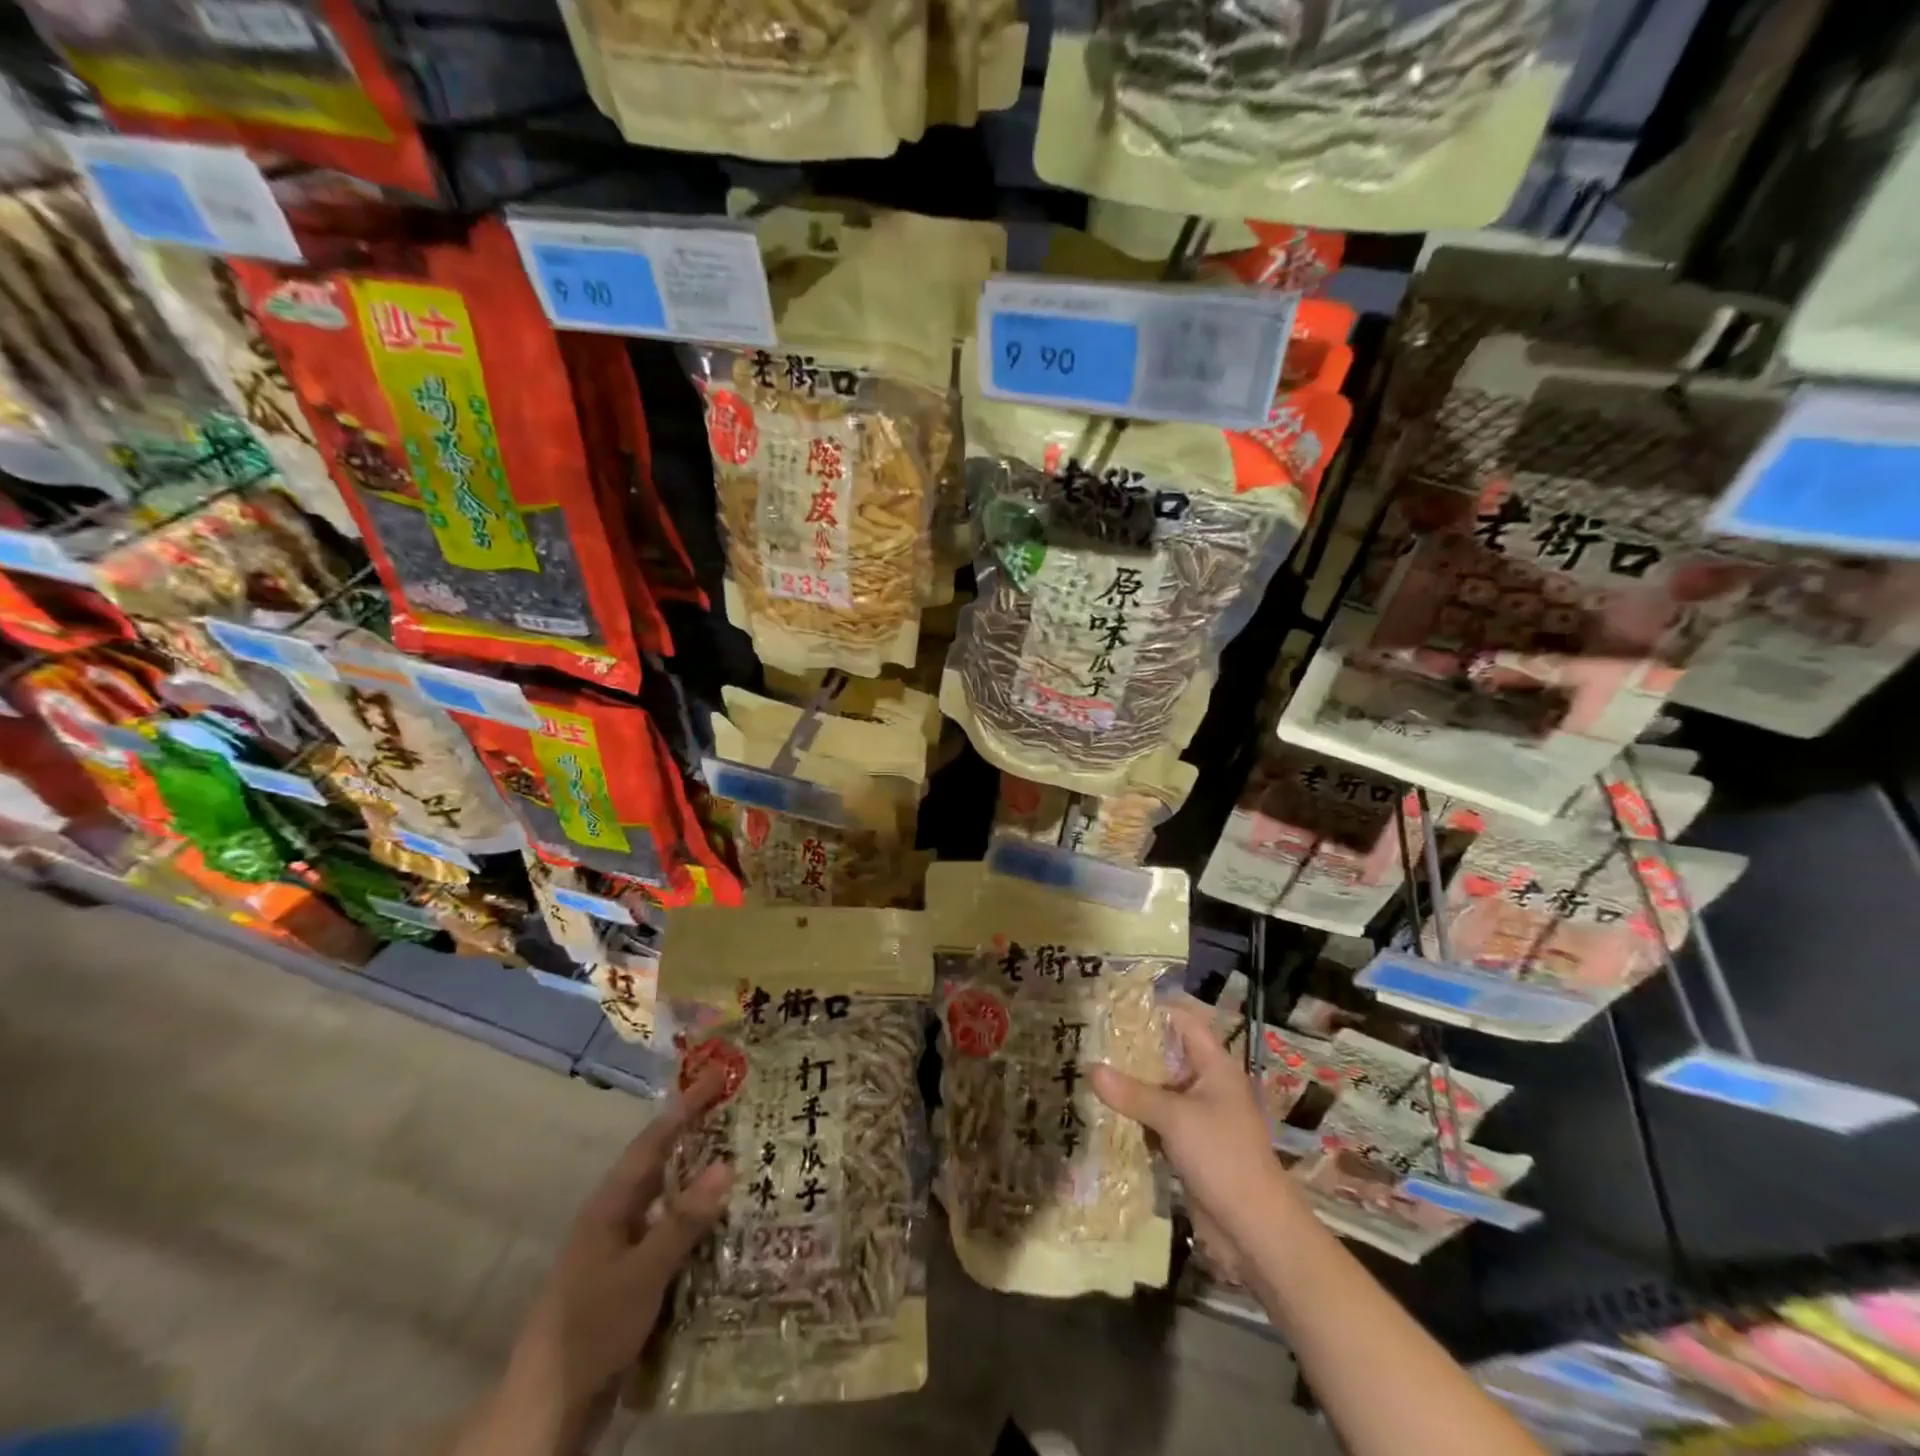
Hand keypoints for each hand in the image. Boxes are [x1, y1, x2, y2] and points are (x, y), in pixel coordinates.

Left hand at [504, 1074, 733, 1422]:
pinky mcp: (635, 1284)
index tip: (718, 1077)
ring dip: (706, 1186)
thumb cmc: (590, 1328)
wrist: (548, 1412)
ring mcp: (625, 1253)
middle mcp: (618, 1219)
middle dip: (701, 1141)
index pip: (654, 1141)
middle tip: (746, 1117)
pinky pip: (675, 1241)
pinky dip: (702, 1229)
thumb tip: (727, 1163)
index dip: (685, 1107)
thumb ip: (683, 1220)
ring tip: (752, 1167)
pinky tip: (734, 1232)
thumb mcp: (642, 1272)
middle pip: (664, 1167)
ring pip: (672, 1205)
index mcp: (611, 1205)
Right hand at [1089, 1000, 1294, 1254]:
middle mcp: (1205, 1084)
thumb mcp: (1175, 1118)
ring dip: (1128, 1085)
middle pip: (1164, 1055)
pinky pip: (1154, 1120)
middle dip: (1130, 1049)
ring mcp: (1196, 1116)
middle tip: (1087, 1038)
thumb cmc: (1223, 1157)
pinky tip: (1100, 1111)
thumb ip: (1132, 1093)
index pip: (1182, 1021)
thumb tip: (1089, 1068)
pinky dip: (1132, 1116)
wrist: (1256, 1230)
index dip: (1151, 1010)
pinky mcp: (1187, 1145)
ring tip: (1084, 1070)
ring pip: (1156, 1089)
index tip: (1112, 1006)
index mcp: (1214, 1065)